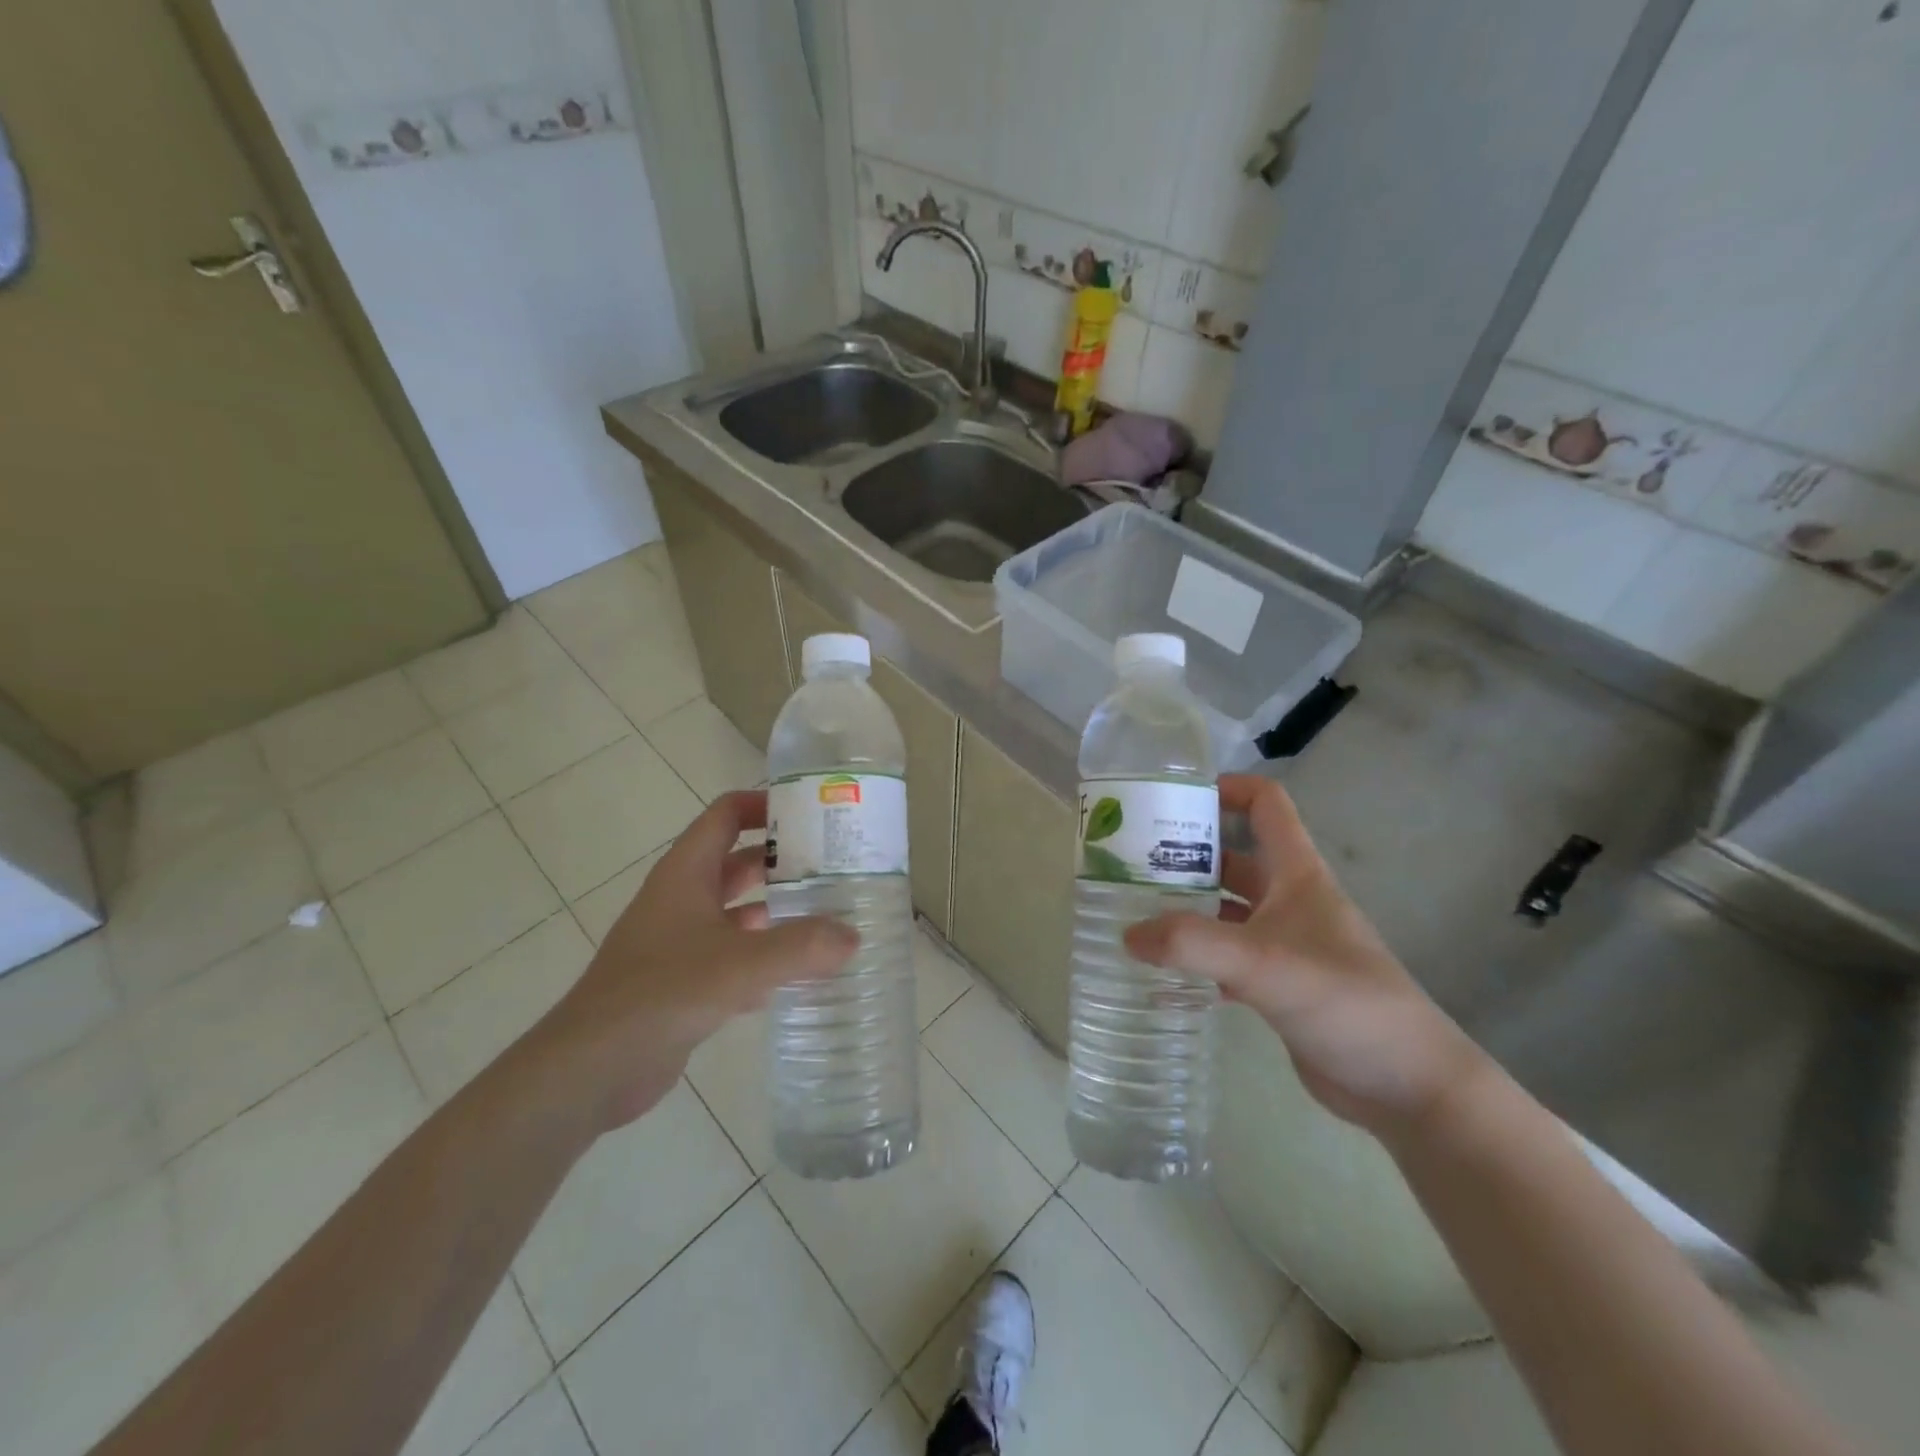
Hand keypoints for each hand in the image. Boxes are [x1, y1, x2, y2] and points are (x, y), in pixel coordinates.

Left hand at [532, 789, 856, 1131]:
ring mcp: (680, 941)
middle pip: (738, 862)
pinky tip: (801, 975)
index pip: (726, 814)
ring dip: (777, 912)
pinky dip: (764, 958)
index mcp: (686, 873)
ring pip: (738, 912)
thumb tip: (853, 936)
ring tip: (829, 917)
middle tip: (836, 867)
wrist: (591, 1067)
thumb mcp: (739, 964)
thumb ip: (800, 947)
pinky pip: (733, 956)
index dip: (765, 804)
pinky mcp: (683, 982)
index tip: (813, 812)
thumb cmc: (662, 993)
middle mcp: (683, 898)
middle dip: (783, 862)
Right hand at [1124, 774, 1485, 1141]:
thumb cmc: (1345, 1002)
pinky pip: (1227, 957)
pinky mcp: (1279, 986)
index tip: (1175, 798)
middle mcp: (1291, 901)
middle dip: (1187, 854)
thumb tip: (1128, 934)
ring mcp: (1285, 945)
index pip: (1266, 805)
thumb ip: (1192, 945)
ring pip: (1227, 910)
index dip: (1228, 788)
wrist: (1407, 1085)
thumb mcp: (1263, 963)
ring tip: (1134, 911)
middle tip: (1130, 862)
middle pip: (1234, 858)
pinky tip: (1162, 971)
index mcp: (1297, 875)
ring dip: (1187, 907)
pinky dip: (1197, 958)